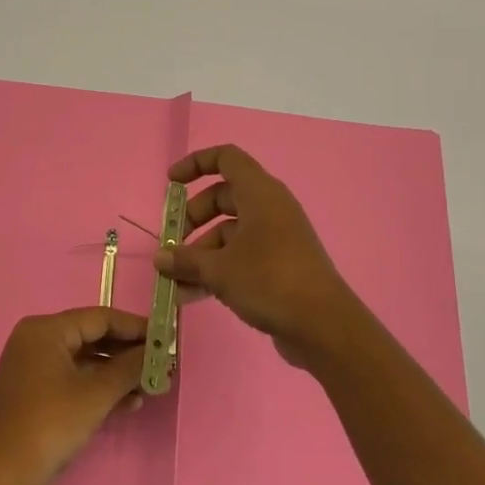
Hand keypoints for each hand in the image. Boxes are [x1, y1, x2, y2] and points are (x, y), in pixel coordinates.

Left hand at [0, 308, 147, 484]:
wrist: (3, 481)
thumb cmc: (50, 425)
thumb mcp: (96, 394)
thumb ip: (129, 367)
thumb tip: (157, 352)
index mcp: (45, 330)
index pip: (99, 318)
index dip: (135, 327)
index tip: (165, 337)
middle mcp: (37, 343)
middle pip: (93, 338)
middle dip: (128, 353)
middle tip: (162, 363)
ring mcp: (35, 372)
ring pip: (86, 363)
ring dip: (118, 375)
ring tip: (152, 386)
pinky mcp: (37, 399)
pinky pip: (76, 383)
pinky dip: (100, 390)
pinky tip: (130, 403)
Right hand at [153, 145, 363, 369]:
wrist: (323, 325)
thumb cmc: (269, 280)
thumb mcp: (220, 269)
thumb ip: (186, 260)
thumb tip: (160, 257)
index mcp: (260, 193)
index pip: (226, 158)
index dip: (196, 164)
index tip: (171, 183)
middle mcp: (270, 208)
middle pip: (223, 198)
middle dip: (193, 219)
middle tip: (172, 244)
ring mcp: (277, 237)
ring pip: (230, 232)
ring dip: (201, 253)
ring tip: (175, 282)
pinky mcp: (280, 265)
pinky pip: (242, 256)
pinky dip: (218, 269)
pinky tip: (193, 296)